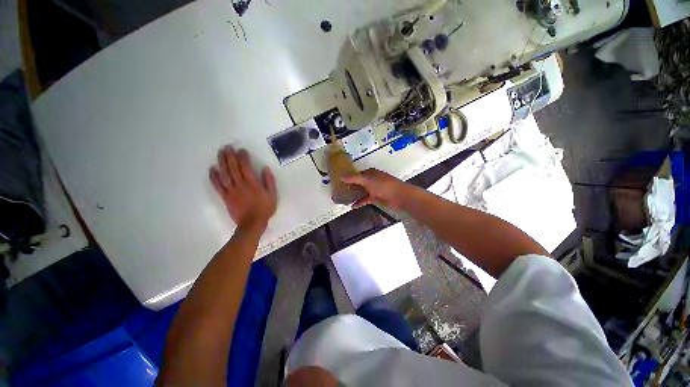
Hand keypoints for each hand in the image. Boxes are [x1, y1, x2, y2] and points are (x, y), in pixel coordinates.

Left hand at [210, 146, 276, 229]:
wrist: (252, 223)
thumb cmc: (264, 208)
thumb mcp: (272, 195)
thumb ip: (269, 181)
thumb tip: (265, 168)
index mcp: (252, 183)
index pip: (246, 167)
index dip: (243, 157)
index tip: (241, 150)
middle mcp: (240, 184)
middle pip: (233, 168)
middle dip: (230, 156)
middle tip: (227, 147)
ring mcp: (231, 190)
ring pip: (224, 174)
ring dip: (221, 162)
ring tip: (220, 153)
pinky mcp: (225, 197)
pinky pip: (218, 185)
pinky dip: (214, 177)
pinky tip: (212, 169)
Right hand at [340, 169, 411, 209]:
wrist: (399, 196)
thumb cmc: (383, 185)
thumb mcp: (367, 180)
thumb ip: (353, 178)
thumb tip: (340, 176)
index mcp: (370, 173)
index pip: (357, 173)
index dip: (349, 176)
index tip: (339, 180)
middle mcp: (371, 180)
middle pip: (358, 182)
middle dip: (350, 186)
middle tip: (339, 190)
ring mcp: (373, 189)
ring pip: (361, 191)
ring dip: (354, 194)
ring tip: (344, 199)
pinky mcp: (375, 197)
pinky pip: (365, 199)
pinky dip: (359, 202)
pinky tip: (352, 206)